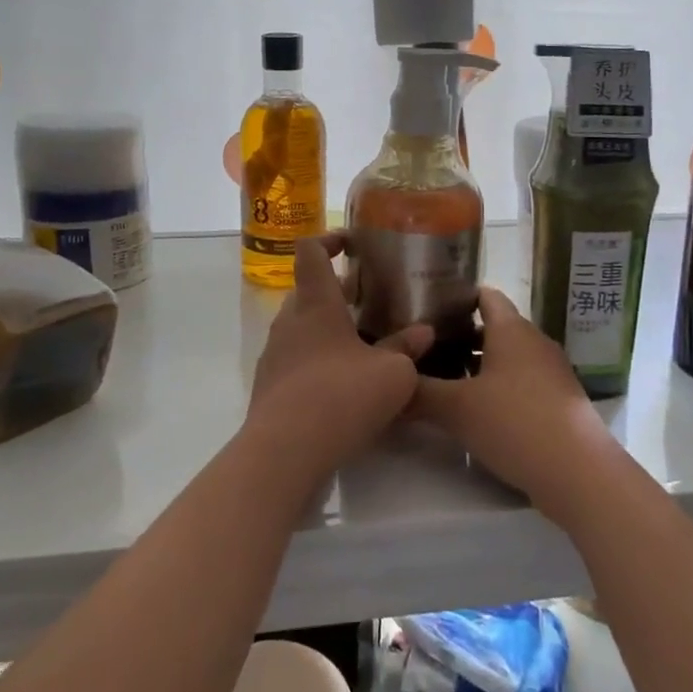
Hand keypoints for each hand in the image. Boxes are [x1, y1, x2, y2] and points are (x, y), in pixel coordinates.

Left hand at [244, 234, 433, 489]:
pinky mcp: (269, 387)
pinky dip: (315, 359)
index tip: (351, 244)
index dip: (329, 240)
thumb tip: (423, 332)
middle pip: (307, 291)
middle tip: (367, 301)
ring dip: (326, 327)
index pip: (311, 252)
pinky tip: (340, 384)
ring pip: (300, 327)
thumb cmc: (341, 397)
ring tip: (360, 343)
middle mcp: (289, 321)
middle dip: (335, 291)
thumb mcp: (392, 374)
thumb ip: (407, 348)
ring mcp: (274, 355)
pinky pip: (294, 359)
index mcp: (315, 303)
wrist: (284, 452)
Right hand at [415, 286, 625, 524]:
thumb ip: (419, 393)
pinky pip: (521, 383)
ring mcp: (551, 373)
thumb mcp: (456, 408)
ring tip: (443, 382)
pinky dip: (498, 389)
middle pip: (493, 328)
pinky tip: (476, 412)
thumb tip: (390, 384)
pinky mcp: (559, 402)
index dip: (455, 298)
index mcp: (511, 329)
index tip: (425, 309)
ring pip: (507, 358)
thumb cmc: (515, 423)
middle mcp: (534, 342)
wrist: (580, 474)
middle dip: (460, 338)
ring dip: (478, 367)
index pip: (484, 295)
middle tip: (424, 350)